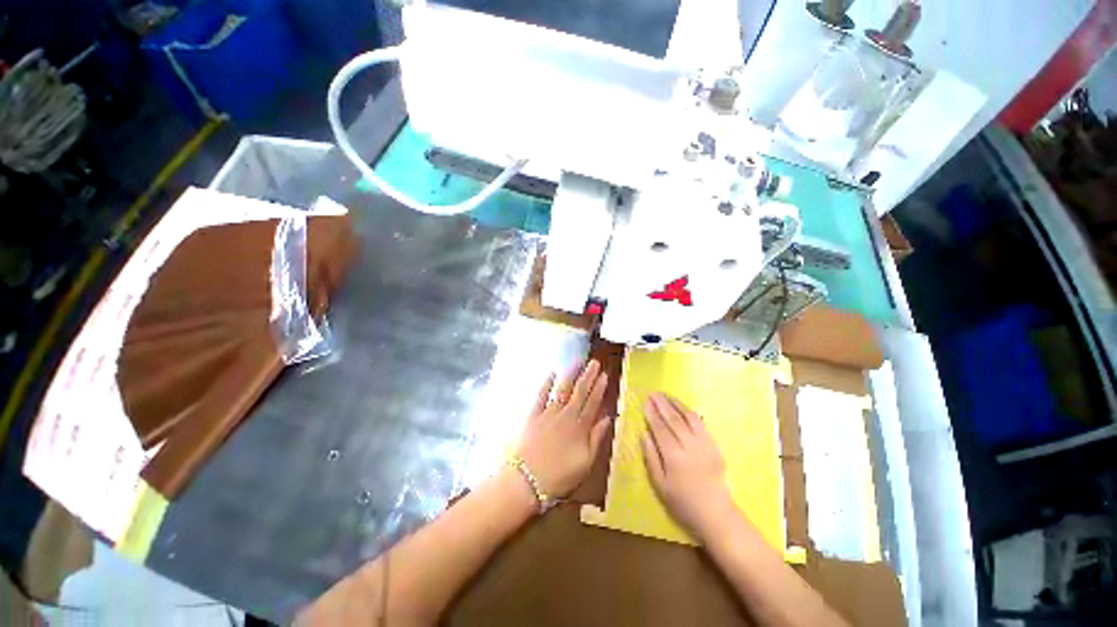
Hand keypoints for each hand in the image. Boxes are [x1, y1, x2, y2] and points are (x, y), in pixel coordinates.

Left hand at [516, 360, 610, 497]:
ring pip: (562, 389)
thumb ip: (597, 438)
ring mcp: (549, 413)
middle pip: (580, 392)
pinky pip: (541, 395)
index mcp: (580, 427)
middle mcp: (566, 415)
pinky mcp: (533, 415)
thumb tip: (608, 418)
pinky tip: (552, 372)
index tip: (605, 375)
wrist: (527, 481)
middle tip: (595, 362)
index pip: (593, 403)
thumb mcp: (586, 462)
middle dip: (588, 376)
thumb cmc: (559, 476)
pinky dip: (547, 383)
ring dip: (571, 374)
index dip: (599, 388)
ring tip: (578, 361)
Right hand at [642, 393, 735, 540]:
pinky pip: (701, 423)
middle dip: (662, 405)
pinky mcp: (714, 445)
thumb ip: (651, 458)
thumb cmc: (683, 502)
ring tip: (666, 395)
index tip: (645, 402)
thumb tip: (644, 434)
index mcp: (674, 456)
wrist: (716, 514)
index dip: (652, 414)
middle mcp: (689, 446)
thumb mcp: (659, 485)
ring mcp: (704, 444)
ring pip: (689, 418)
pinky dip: (690, 412)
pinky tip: (683, 407)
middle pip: (673, 420)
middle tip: (653, 393)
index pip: (660, 429)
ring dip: (676, 404)